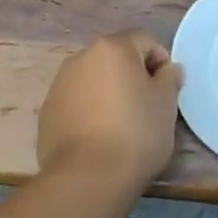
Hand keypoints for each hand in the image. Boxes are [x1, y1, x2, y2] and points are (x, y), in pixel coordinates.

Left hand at [37, 32, 183, 191]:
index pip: (144, 40)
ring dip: (109, 92)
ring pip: (93, 80)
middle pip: (115, 58)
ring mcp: (59, 85)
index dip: (161, 61)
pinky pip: (76, 102)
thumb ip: (170, 78)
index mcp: (112, 48)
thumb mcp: (166, 104)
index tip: (167, 90)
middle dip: (132, 75)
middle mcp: (81, 58)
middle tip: (147, 106)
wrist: (88, 177)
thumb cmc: (136, 133)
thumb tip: (169, 69)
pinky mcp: (47, 112)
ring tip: (121, 125)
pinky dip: (90, 111)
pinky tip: (99, 137)